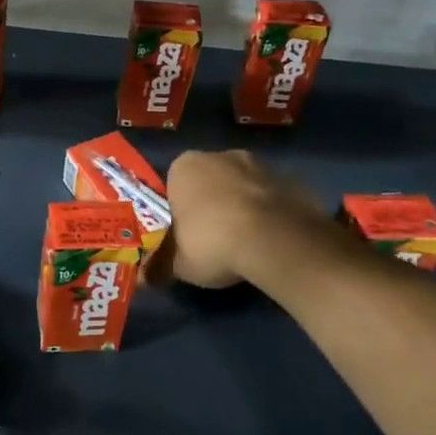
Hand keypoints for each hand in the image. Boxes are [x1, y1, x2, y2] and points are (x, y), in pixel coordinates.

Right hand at [162, 149, 324, 288]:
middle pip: (209, 182)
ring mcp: (260, 165)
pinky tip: (270, 242)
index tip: (182, 234)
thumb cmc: (211, 242)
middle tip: (211, 239)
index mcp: (184, 166)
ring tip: (244, 244)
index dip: (177, 210)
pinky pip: (271, 199)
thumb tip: (144, 278)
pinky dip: (269, 215)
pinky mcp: (291, 181)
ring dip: (242, 208)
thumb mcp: (176, 263)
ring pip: (242, 188)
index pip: (173, 185)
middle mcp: (220, 155)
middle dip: (210, 205)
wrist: (276, 241)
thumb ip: (159, 265)